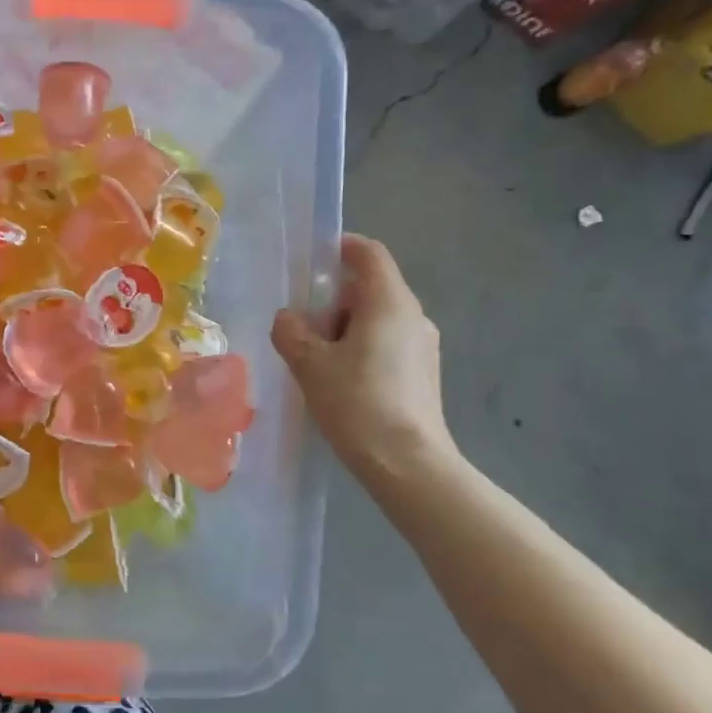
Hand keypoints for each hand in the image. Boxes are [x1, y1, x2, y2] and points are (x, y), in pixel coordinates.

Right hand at [272, 234, 455, 481]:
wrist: (408, 464)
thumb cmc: (358, 403)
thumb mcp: (310, 365)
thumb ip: (291, 332)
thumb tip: (288, 319)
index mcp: (389, 303)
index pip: (369, 254)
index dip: (342, 247)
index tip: (313, 259)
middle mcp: (413, 316)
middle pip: (370, 288)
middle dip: (332, 299)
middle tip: (300, 326)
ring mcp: (423, 347)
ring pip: (377, 320)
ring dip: (344, 328)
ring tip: (314, 360)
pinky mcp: (423, 374)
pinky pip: (386, 345)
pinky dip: (360, 349)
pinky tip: (339, 382)